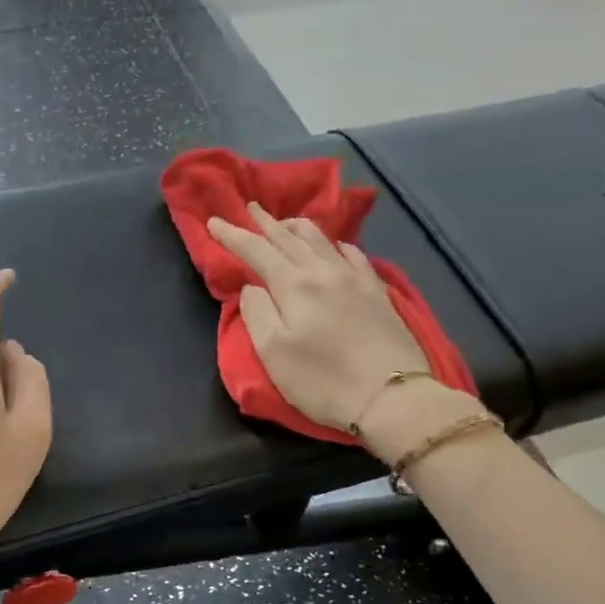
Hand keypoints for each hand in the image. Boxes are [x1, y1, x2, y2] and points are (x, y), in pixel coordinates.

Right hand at [207, 203, 477, 456]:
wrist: (390, 396)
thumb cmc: (322, 380)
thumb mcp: (273, 352)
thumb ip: (256, 313)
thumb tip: (252, 287)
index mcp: (293, 285)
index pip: (256, 250)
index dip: (232, 235)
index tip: (214, 222)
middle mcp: (323, 271)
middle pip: (289, 237)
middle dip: (265, 222)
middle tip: (249, 208)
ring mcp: (355, 278)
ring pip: (321, 239)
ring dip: (297, 226)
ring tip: (285, 222)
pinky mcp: (377, 291)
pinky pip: (352, 253)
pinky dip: (334, 243)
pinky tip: (334, 246)